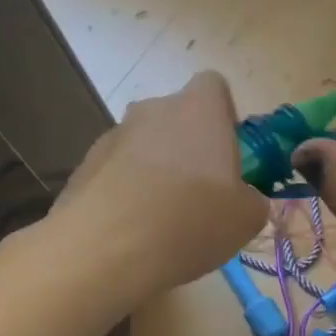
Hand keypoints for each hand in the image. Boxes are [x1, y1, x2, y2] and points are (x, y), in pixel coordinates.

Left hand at [50, 72, 268, 308]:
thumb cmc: (191, 220)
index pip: (214, 86)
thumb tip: (242, 198)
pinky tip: (131, 230)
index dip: (223, 116)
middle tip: (199, 193)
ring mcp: (113, 136)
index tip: (227, 153)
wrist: (105, 249)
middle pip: (176, 117)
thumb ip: (250, 197)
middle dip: (188, 147)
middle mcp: (153, 110)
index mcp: (199, 109)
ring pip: (145, 145)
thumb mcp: (247, 218)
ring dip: (155, 170)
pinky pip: (117, 172)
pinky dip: (127, 192)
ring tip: (162, 220)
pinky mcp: (84, 166)